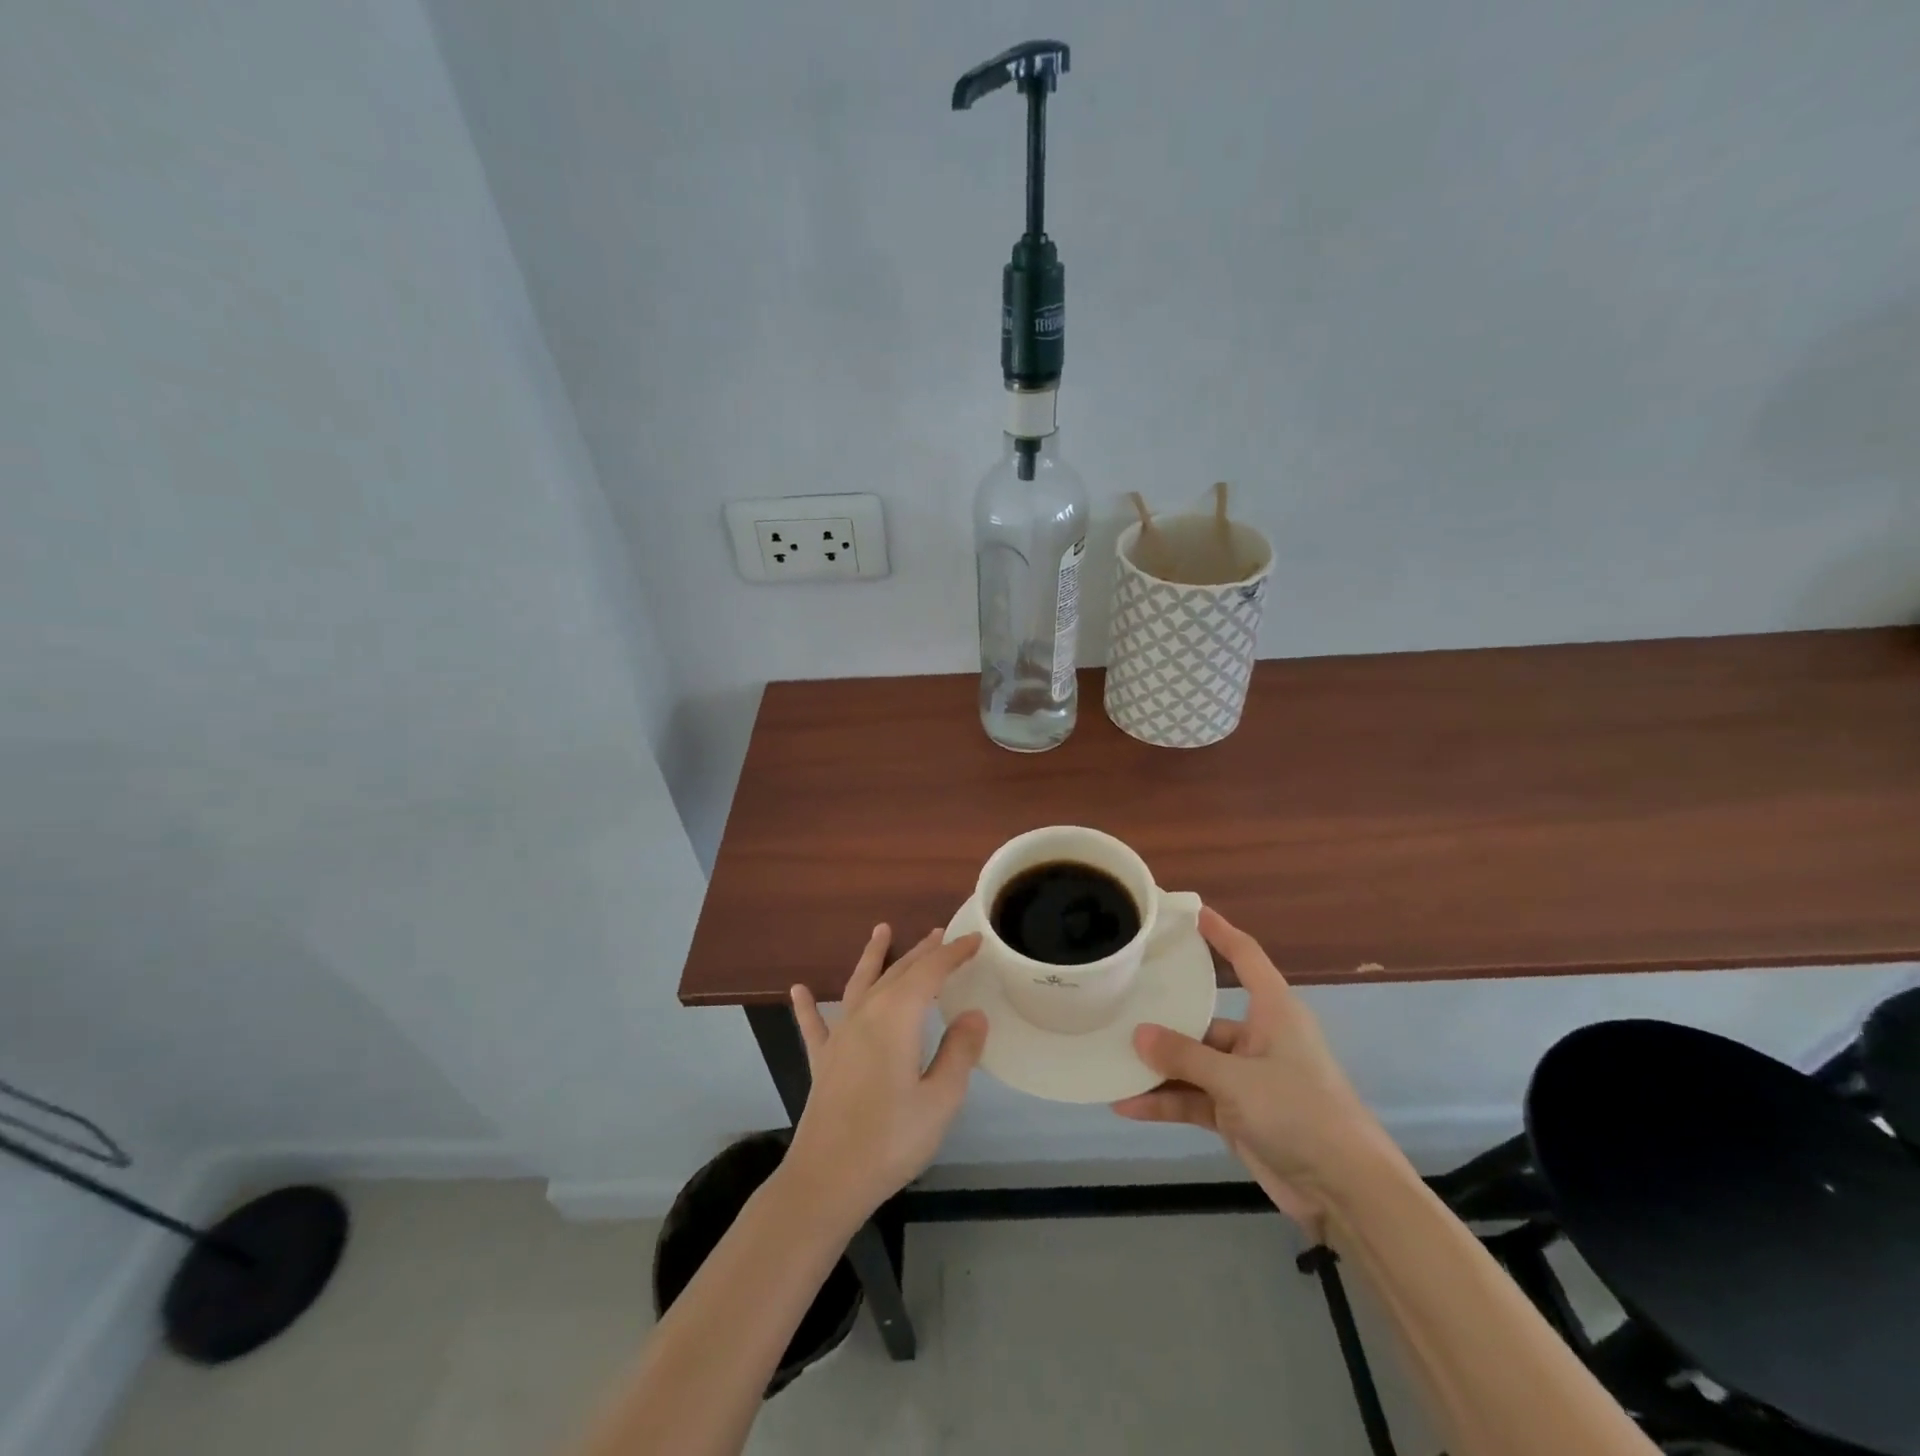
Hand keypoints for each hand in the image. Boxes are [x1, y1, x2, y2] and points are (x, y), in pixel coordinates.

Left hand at [783, 926, 987, 1226]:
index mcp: (897, 1018)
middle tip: (941, 934)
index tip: (974, 940)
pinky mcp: (823, 1060)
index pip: (930, 972)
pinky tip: (799, 991)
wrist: (826, 1180)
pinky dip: (808, 1006)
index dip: (953, 954)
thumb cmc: (890, 1140)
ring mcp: (840, 1036)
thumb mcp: (940, 1100)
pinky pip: (815, 1024)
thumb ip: (959, 1052)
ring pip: (860, 983)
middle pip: (898, 972)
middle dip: (922, 951)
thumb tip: (974, 1014)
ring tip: (881, 931)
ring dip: (873, 956)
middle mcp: (866, 1014)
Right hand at [1111, 907, 1394, 1233]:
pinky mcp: (1238, 1115)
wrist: (1347, 1193)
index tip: (1192, 913)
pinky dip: (1165, 1102)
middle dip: (1164, 1019)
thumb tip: (1138, 1034)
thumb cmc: (1300, 1112)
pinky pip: (1193, 1099)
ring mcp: (1247, 1079)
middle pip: (1203, 1018)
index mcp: (1274, 1013)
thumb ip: (1185, 1057)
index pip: (1246, 958)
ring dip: (1157, 1068)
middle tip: (1119, 1002)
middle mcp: (1258, 1039)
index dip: (1221, 933)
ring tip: (1111, 1059)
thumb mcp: (1237, 1080)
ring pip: (1193, 1063)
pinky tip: (1127, 1105)